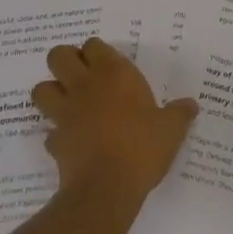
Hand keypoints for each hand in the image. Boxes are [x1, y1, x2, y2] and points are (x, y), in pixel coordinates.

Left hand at [32, 37, 197, 209]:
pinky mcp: (55, 141)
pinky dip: (57, 134)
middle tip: (82, 76)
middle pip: (58, 56)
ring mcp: (65, 113)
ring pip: (41, 89)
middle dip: (65, 61)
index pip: (93, 45)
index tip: (107, 65)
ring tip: (69, 103)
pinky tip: (71, 142)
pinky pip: (49, 131)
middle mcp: (84, 86)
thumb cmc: (142, 148)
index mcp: (113, 74)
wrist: (107, 188)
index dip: (97, 52)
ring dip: (51, 93)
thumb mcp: (171, 129)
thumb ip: (180, 113)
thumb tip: (191, 105)